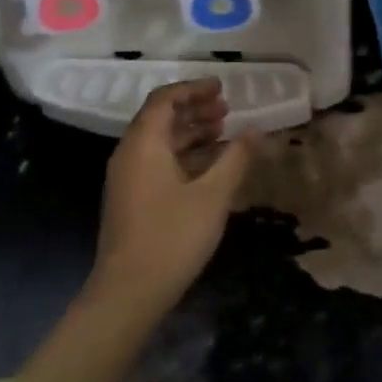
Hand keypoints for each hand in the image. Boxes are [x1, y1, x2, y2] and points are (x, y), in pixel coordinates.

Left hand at [91, 78, 251, 311]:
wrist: (128, 293)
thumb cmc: (172, 237)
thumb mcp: (213, 196)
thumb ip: (235, 158)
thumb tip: (255, 130)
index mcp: (144, 143)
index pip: (165, 98)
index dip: (194, 89)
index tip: (222, 88)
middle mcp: (129, 153)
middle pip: (160, 116)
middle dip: (194, 109)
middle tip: (227, 110)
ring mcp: (126, 177)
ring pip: (159, 140)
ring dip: (189, 131)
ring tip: (222, 133)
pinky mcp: (130, 198)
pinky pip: (156, 160)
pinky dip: (181, 153)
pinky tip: (208, 166)